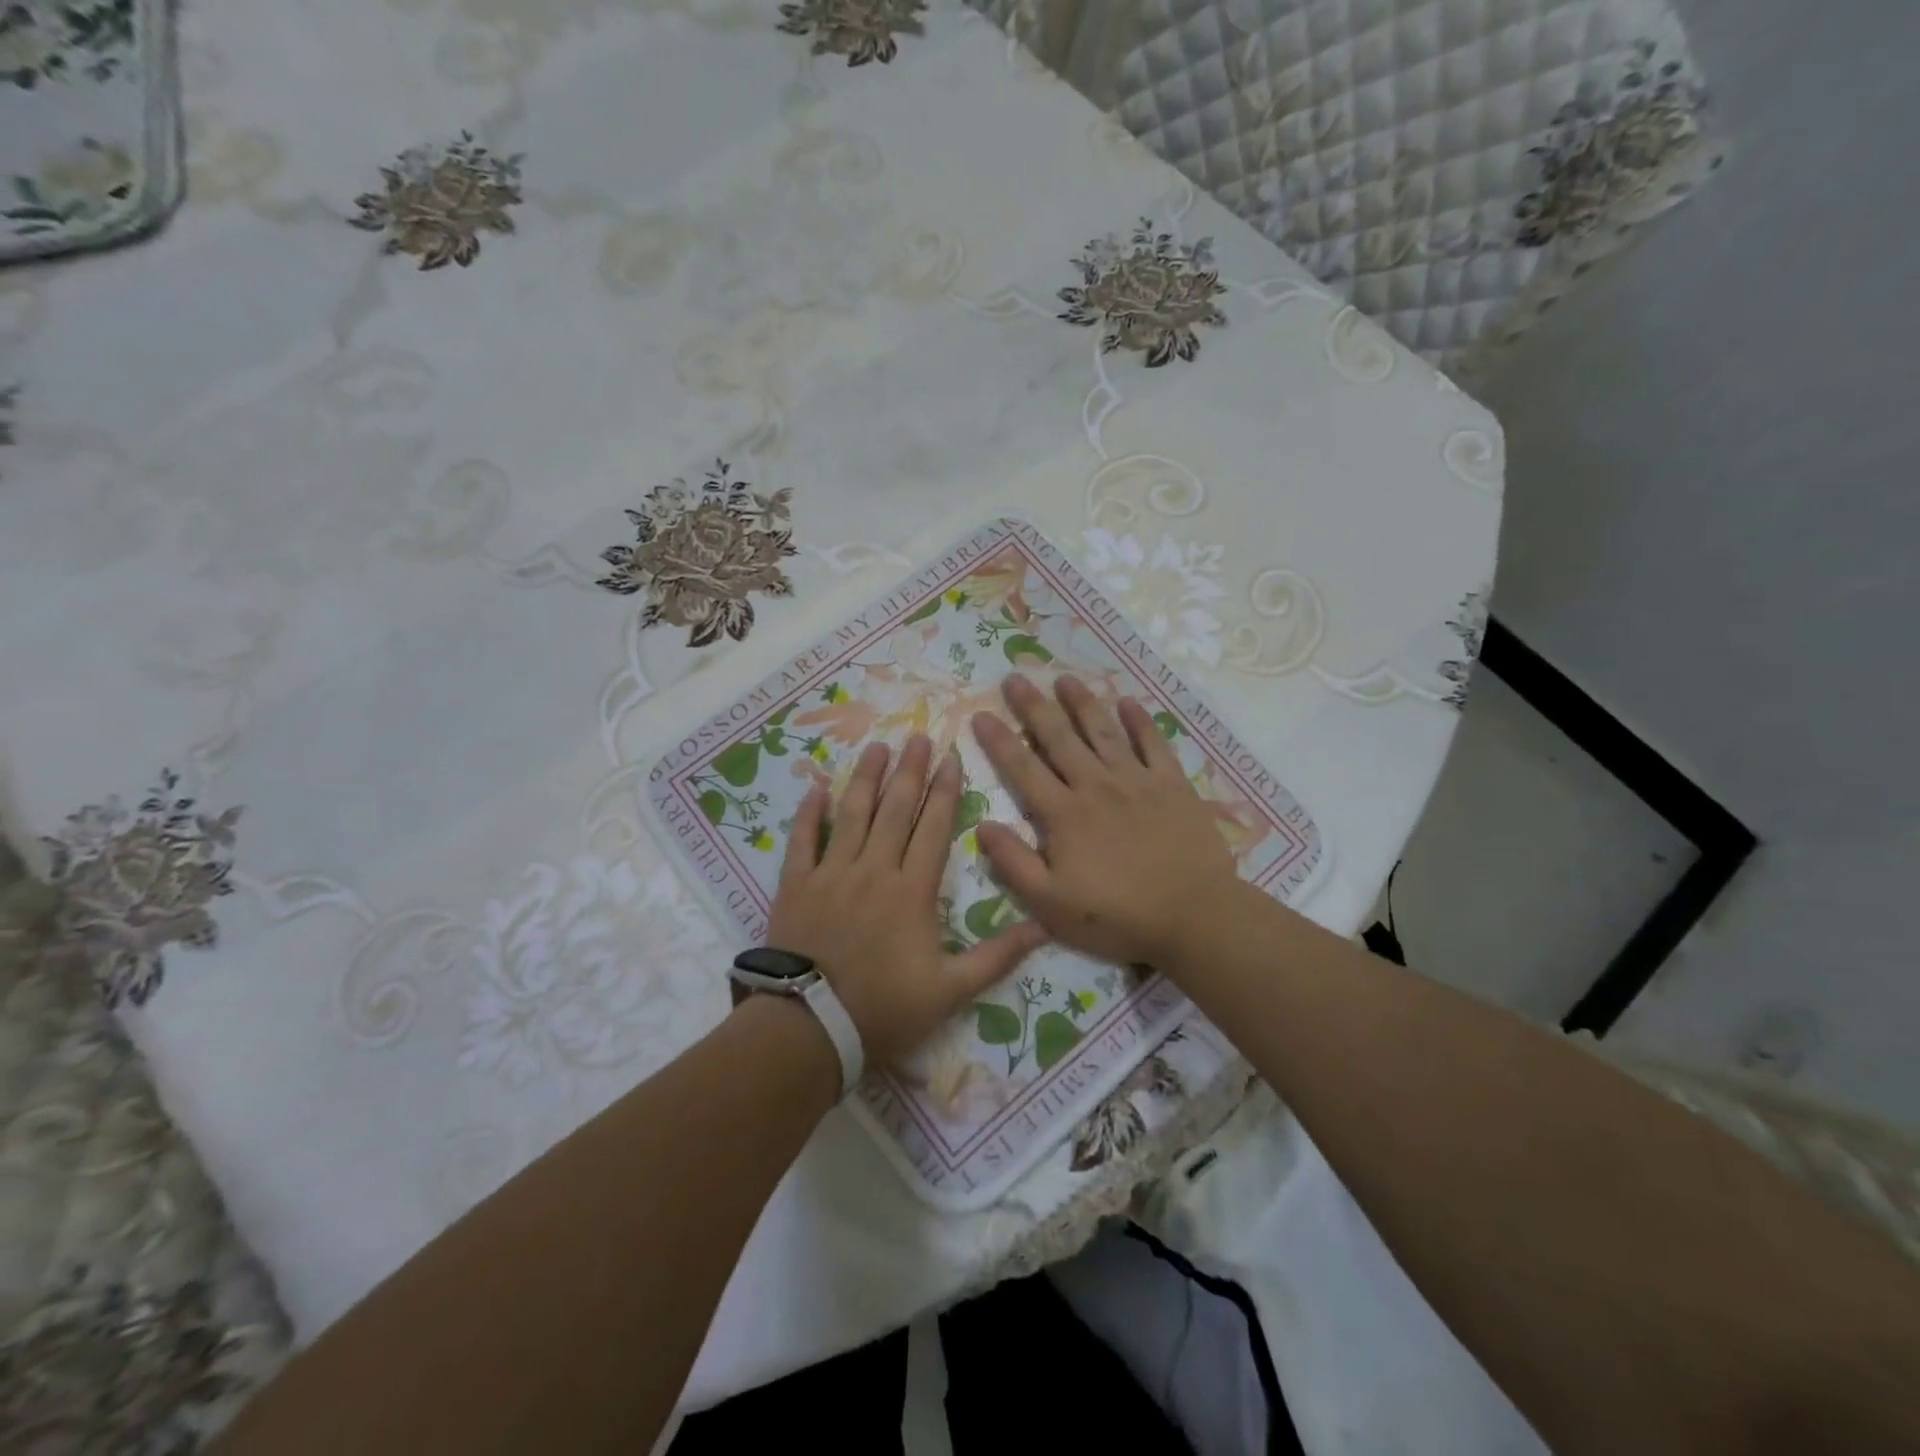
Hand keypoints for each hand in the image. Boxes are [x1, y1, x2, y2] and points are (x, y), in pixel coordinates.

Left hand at [767, 734, 1047, 1065]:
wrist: (811, 1027)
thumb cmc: (884, 1008)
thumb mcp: (951, 991)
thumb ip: (997, 956)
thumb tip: (1043, 927)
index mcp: (913, 890)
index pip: (933, 828)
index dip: (945, 791)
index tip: (950, 758)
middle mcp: (874, 870)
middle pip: (895, 810)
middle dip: (909, 771)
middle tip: (918, 737)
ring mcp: (832, 873)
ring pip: (852, 815)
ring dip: (866, 779)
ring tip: (877, 748)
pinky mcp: (797, 885)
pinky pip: (803, 840)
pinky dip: (810, 813)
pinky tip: (817, 787)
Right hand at [970, 674, 1239, 967]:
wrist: (1195, 915)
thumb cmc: (1118, 915)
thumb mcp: (1052, 903)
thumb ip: (1014, 863)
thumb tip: (982, 825)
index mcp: (1064, 814)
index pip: (1023, 768)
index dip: (999, 740)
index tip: (981, 713)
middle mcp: (1096, 786)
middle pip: (1059, 737)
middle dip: (1034, 706)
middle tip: (1015, 678)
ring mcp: (1137, 780)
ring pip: (1103, 731)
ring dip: (1081, 702)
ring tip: (1064, 678)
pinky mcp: (1172, 784)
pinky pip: (1153, 743)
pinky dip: (1140, 721)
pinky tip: (1128, 702)